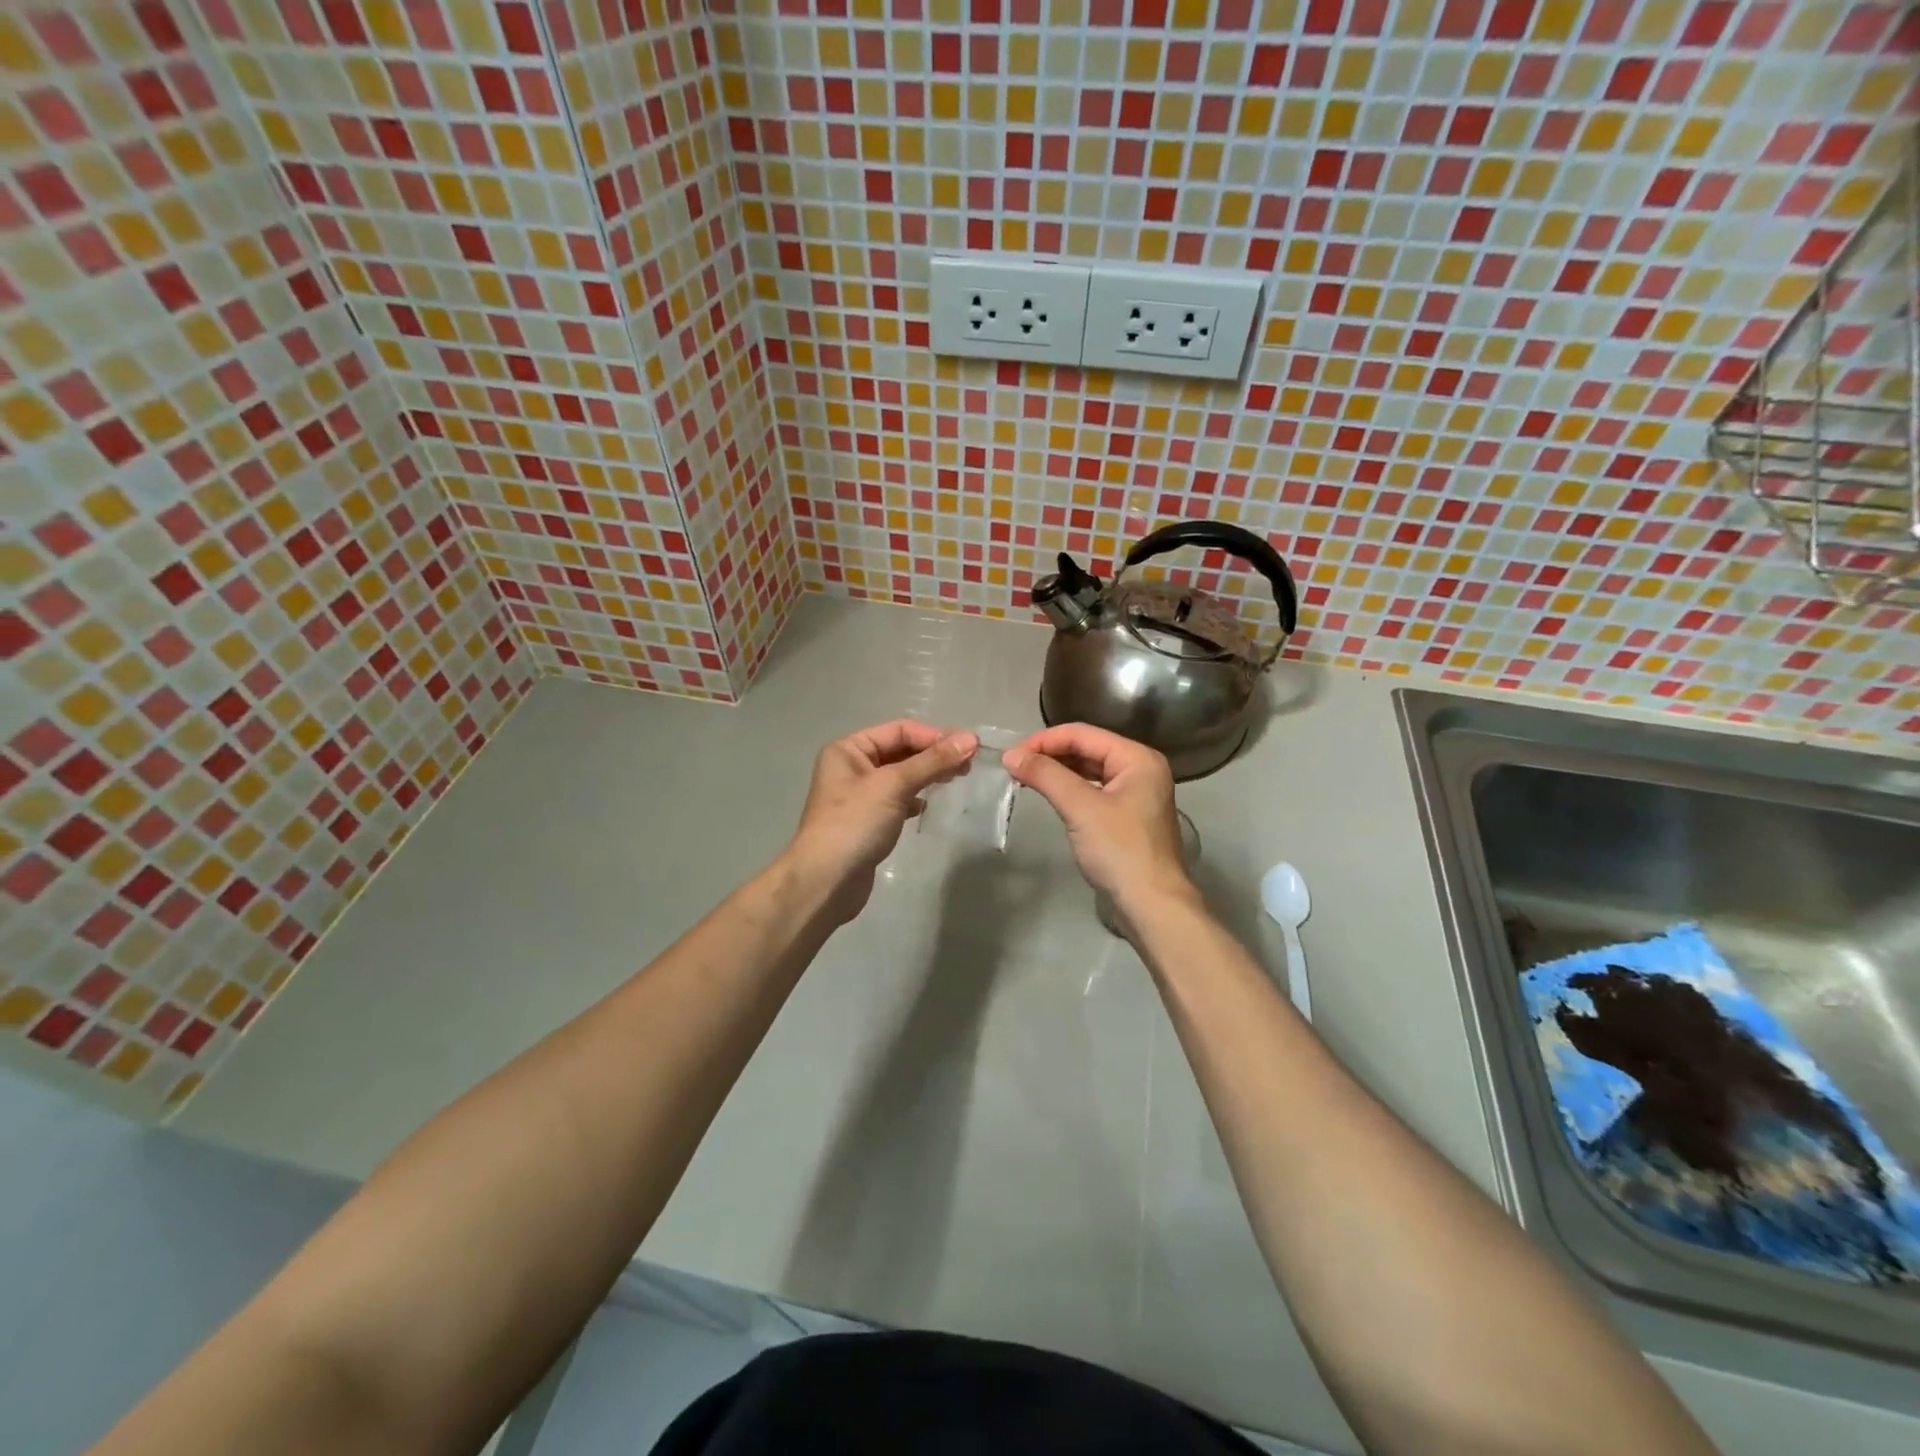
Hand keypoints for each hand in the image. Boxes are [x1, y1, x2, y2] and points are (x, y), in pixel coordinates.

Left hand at [787, 720, 978, 921]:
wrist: (825, 882)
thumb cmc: (855, 824)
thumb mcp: (894, 786)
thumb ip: (932, 761)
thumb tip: (970, 739)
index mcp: (848, 749)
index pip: (899, 730)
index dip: (934, 736)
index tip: (969, 749)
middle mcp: (851, 767)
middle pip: (901, 751)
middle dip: (933, 755)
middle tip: (968, 766)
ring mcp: (858, 796)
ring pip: (901, 776)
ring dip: (927, 776)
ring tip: (956, 781)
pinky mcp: (867, 821)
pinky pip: (897, 800)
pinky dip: (914, 799)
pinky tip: (927, 806)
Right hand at [1002, 725, 1194, 913]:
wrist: (1152, 905)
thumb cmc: (1120, 850)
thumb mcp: (1080, 808)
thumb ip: (1045, 775)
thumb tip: (1010, 755)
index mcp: (1137, 758)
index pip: (1083, 734)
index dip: (1044, 740)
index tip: (1011, 755)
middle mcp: (1140, 769)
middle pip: (1087, 749)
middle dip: (1050, 754)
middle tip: (1014, 767)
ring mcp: (1136, 794)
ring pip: (1089, 770)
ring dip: (1058, 772)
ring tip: (1025, 778)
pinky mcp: (1127, 816)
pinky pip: (1094, 791)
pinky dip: (1070, 789)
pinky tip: (1049, 795)